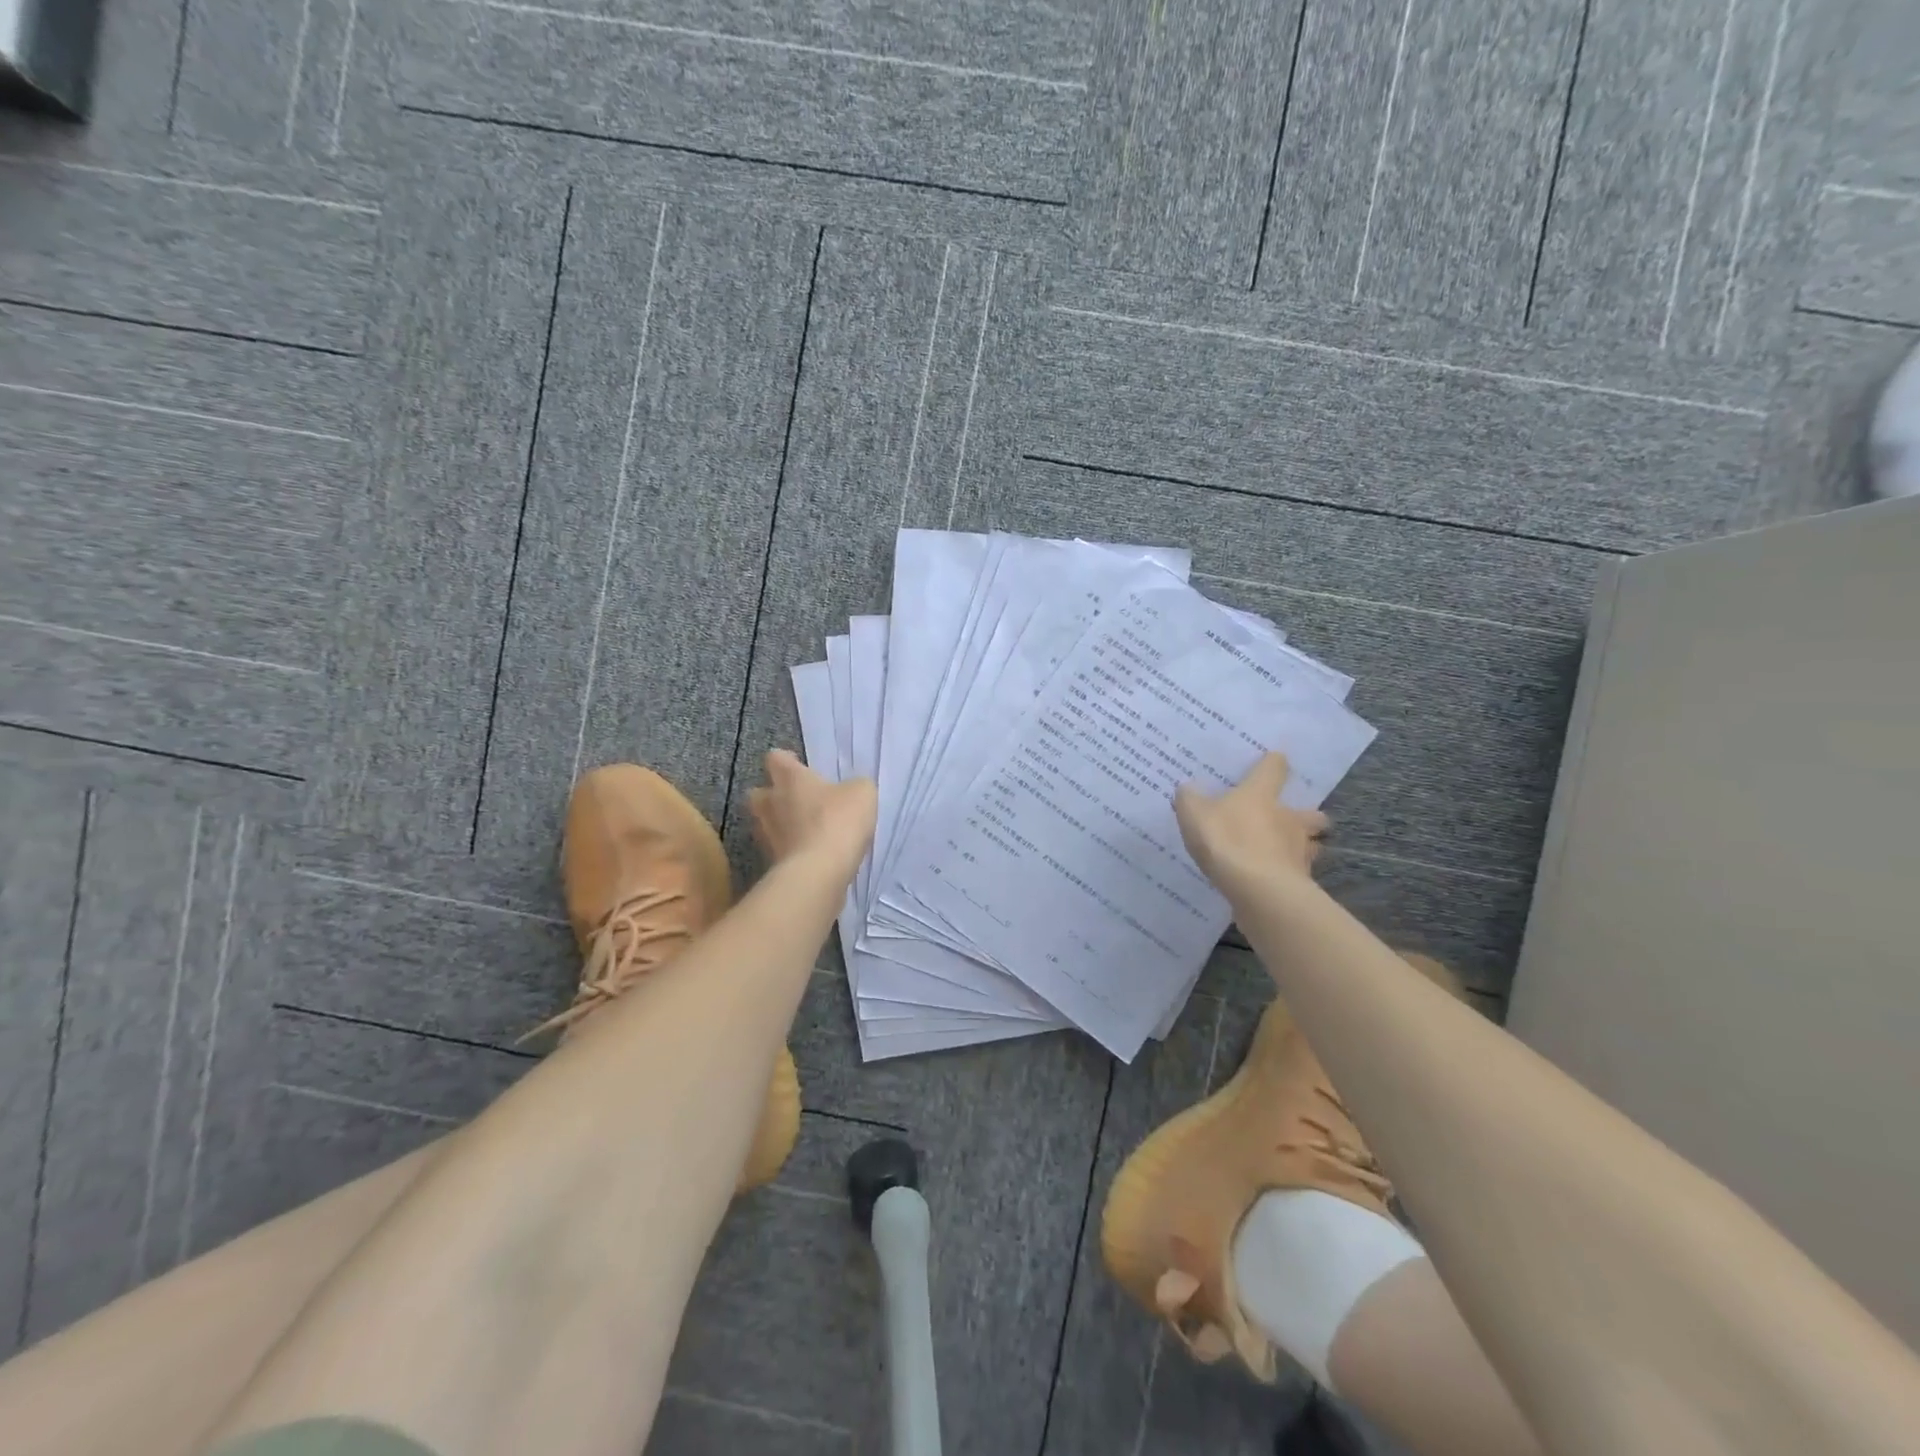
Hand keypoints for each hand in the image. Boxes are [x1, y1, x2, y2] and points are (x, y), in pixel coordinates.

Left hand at [748, 749, 876, 871]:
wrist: (819, 872)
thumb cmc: (838, 821)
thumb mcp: (862, 793)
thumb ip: (855, 786)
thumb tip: (851, 790)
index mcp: (790, 778)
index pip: (775, 758)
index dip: (787, 761)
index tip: (801, 768)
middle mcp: (771, 803)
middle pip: (758, 792)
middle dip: (772, 795)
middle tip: (796, 801)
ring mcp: (767, 834)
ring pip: (764, 822)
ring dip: (779, 824)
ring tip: (803, 830)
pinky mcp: (771, 862)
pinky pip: (777, 849)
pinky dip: (788, 849)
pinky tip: (809, 854)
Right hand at [1173, 753, 1328, 901]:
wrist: (1257, 889)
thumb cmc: (1226, 840)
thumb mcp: (1194, 815)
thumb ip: (1189, 799)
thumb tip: (1188, 788)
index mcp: (1261, 794)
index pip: (1274, 768)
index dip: (1274, 763)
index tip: (1275, 760)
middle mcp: (1288, 818)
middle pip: (1311, 813)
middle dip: (1306, 815)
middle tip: (1290, 819)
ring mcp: (1299, 851)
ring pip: (1312, 844)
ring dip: (1304, 846)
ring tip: (1286, 853)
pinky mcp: (1301, 881)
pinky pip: (1299, 873)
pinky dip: (1290, 874)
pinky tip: (1274, 880)